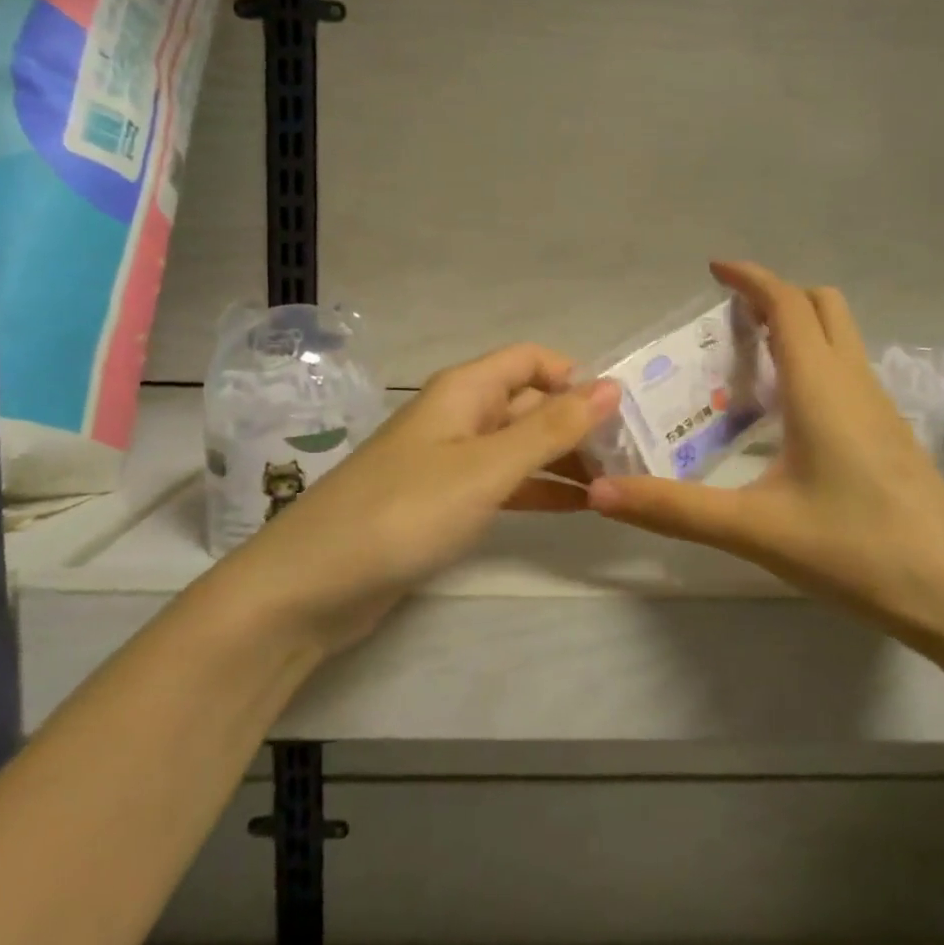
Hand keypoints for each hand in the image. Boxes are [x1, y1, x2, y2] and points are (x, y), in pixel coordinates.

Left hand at [225, 343, 619, 653]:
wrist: (312, 585)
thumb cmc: (405, 511)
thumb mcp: (488, 468)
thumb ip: (551, 428)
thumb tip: (611, 385)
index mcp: (465, 390)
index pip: (532, 360)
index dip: (575, 377)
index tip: (620, 412)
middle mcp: (459, 415)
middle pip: (529, 403)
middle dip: (577, 423)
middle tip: (631, 456)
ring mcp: (449, 460)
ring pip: (519, 446)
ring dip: (563, 459)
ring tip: (616, 483)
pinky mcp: (443, 502)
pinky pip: (502, 484)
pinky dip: (537, 490)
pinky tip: (577, 507)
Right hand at [586, 261, 943, 649]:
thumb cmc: (859, 552)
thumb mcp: (756, 530)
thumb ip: (675, 510)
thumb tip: (600, 491)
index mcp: (821, 387)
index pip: (787, 304)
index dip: (750, 278)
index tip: (713, 269)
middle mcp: (854, 383)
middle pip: (822, 306)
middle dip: (776, 295)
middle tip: (728, 319)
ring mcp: (880, 408)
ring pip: (841, 337)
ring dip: (797, 327)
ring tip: (747, 361)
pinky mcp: (890, 436)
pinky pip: (847, 371)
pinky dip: (813, 362)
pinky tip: (786, 413)